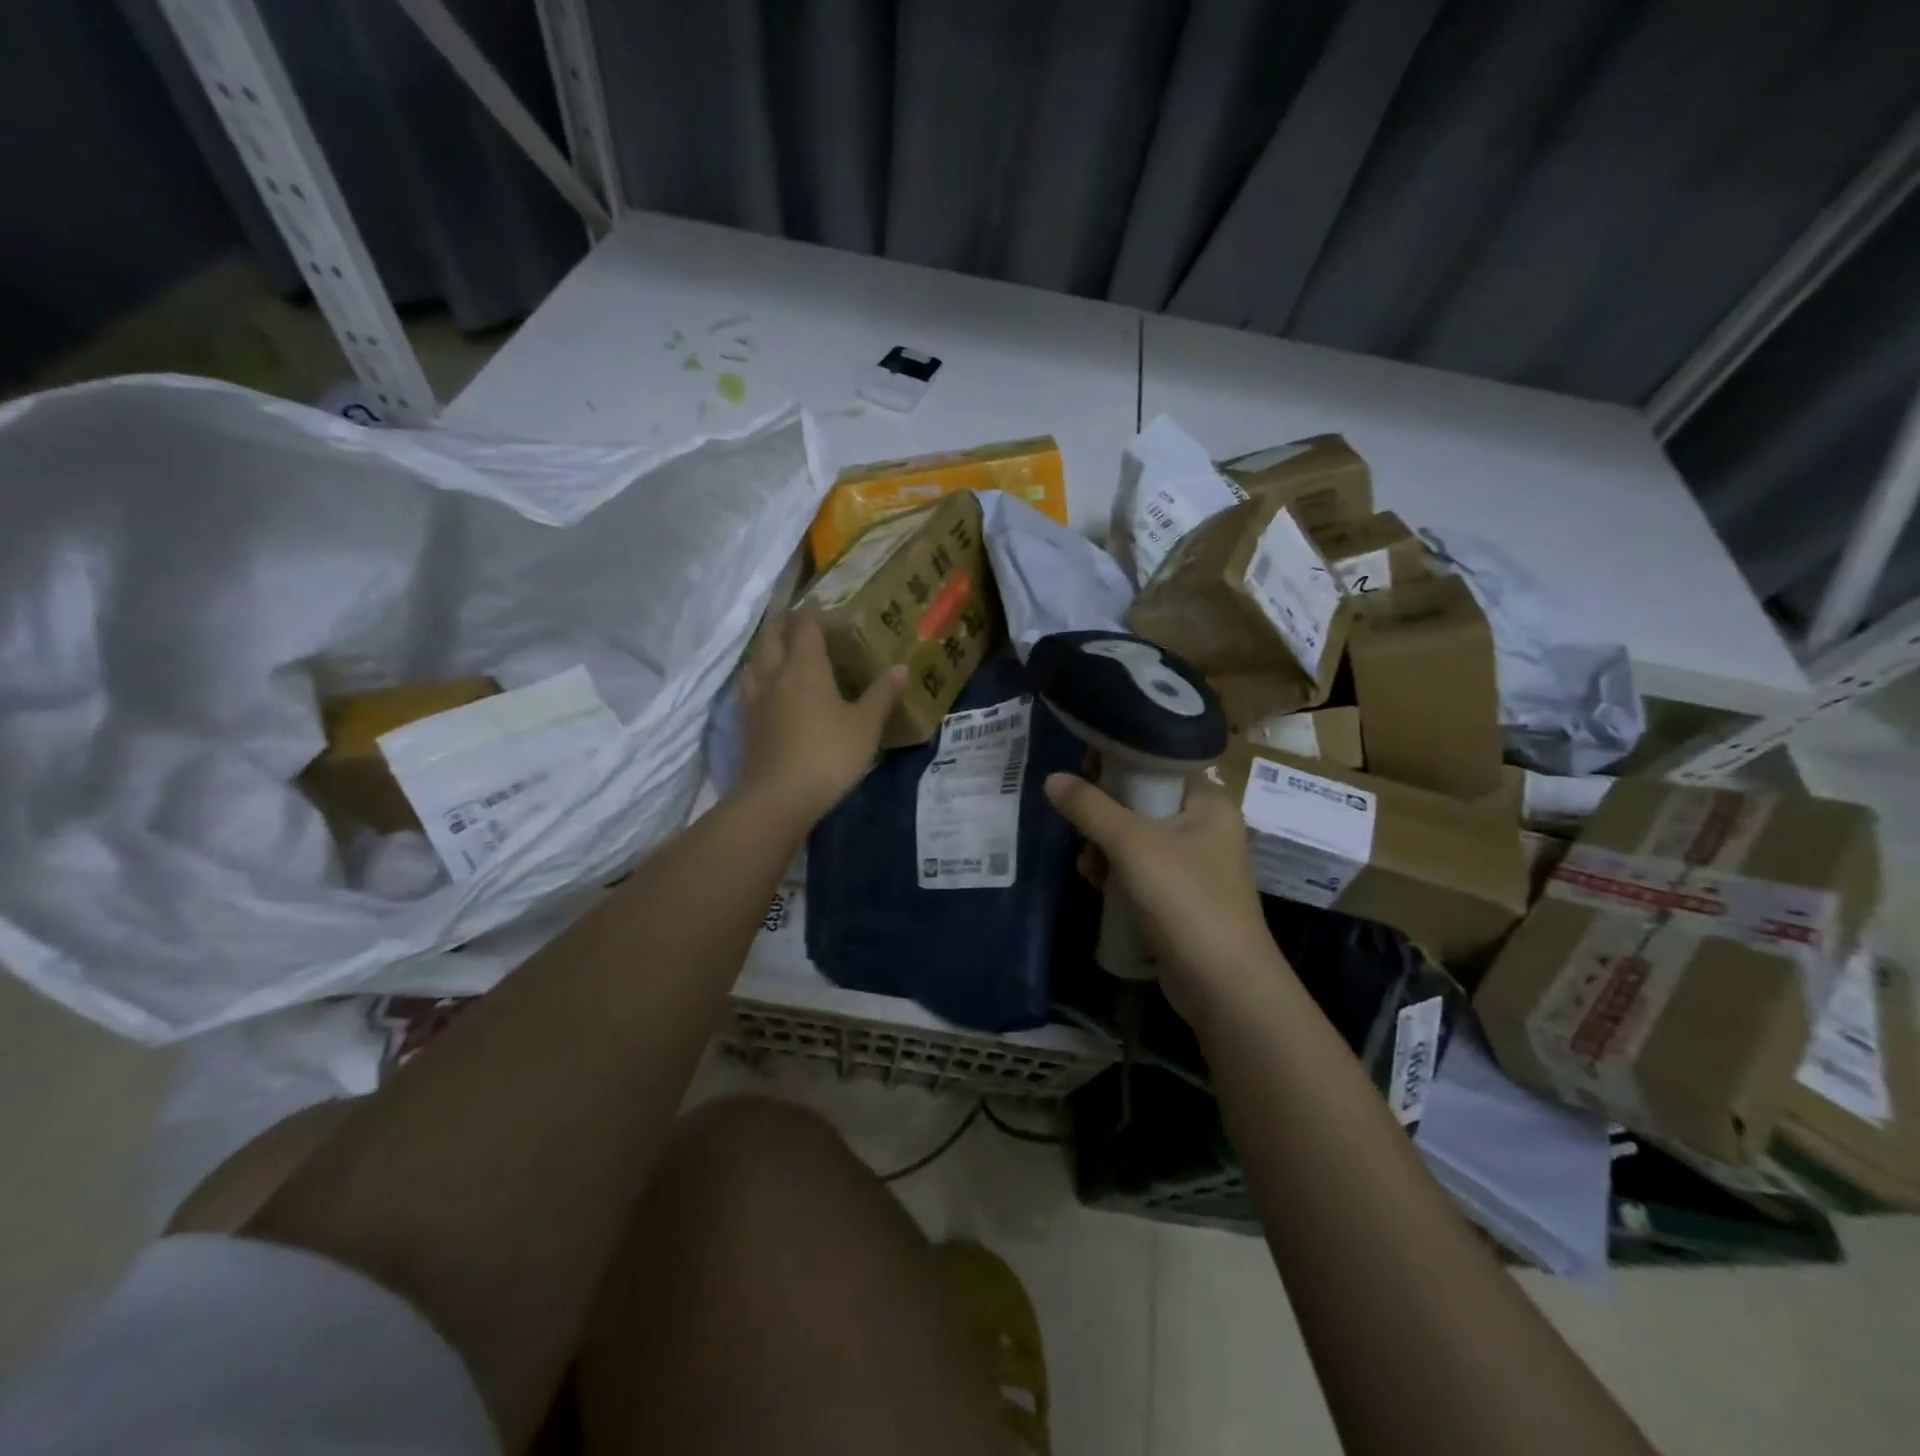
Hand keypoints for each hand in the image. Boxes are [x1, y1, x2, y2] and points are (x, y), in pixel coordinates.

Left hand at [735, 612, 904, 825]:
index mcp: (806, 667)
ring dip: (767, 648)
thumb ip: (882, 695)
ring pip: (755, 660)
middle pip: (772, 636)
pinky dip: (757, 676)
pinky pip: (748, 686)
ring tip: (780, 650)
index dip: (813, 614)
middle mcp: (775, 674)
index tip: (826, 610)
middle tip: (800, 621)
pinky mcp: (744, 723)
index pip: (805, 627)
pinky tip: (766, 689)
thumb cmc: (829, 756)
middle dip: (785, 623)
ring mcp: (755, 699)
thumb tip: (900, 668)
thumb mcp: (866, 726)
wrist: (778, 798)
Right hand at [1044, 771, 1288, 1025]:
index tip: (1081, 774)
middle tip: (1081, 831)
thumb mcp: (1131, 844)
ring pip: (1136, 839)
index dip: (1118, 764)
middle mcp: (1206, 828)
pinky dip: (1117, 874)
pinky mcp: (1181, 899)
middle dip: (1104, 817)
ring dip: (1105, 849)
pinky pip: (1140, 871)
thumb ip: (1089, 808)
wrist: (1224, 985)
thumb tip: (1051, 778)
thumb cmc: (1184, 899)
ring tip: (1089, 868)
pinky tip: (1098, 885)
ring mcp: (1195, 866)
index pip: (1158, 764)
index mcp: (1208, 802)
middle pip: (1142, 803)